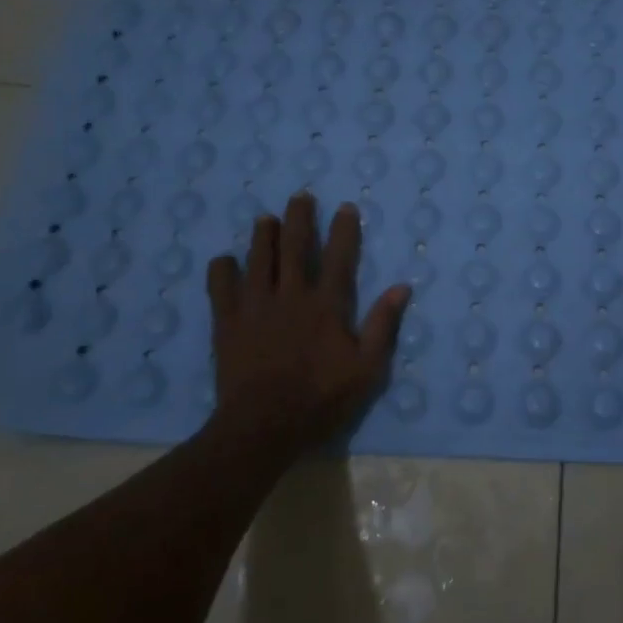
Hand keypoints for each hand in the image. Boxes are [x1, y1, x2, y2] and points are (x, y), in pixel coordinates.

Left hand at [204, 193, 410, 463]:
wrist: (264, 426)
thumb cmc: (322, 399)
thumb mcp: (367, 369)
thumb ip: (383, 325)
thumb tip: (401, 287)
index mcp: (327, 305)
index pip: (339, 257)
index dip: (344, 229)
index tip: (345, 207)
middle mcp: (291, 295)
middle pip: (295, 246)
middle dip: (300, 218)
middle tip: (300, 196)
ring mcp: (256, 306)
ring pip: (259, 258)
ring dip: (264, 235)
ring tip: (266, 219)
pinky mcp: (227, 322)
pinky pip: (221, 286)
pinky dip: (222, 269)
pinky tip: (225, 261)